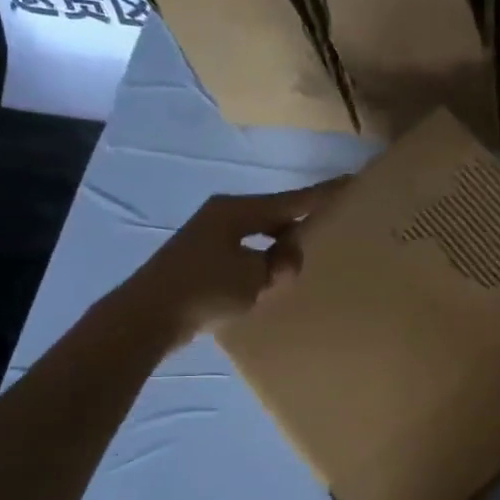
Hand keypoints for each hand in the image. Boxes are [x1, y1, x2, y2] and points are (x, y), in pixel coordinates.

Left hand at [138, 180, 344, 335]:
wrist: (148, 316)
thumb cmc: (204, 289)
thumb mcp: (255, 276)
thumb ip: (281, 263)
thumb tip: (288, 259)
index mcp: (237, 210)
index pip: (291, 200)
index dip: (322, 194)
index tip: (351, 183)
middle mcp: (223, 215)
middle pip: (274, 213)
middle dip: (301, 222)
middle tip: (333, 226)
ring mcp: (210, 236)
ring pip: (260, 233)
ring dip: (281, 245)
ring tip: (305, 257)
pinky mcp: (202, 259)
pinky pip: (246, 251)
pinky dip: (263, 259)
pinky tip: (273, 275)